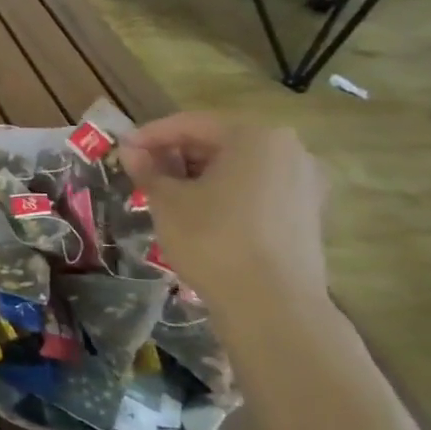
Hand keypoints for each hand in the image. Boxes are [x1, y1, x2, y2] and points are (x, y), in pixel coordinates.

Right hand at [118, 113, 327, 307]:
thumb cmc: (213, 240)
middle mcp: (288, 150)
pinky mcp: (307, 213)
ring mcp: (304, 183)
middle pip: (219, 142)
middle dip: (176, 155)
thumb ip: (148, 169)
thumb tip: (130, 150)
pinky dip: (225, 193)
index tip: (122, 149)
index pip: (191, 124)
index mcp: (255, 137)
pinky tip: (199, 213)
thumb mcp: (167, 201)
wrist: (273, 306)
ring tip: (166, 194)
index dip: (151, 135)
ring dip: (199, 175)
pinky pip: (256, 189)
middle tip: (142, 172)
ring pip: (238, 167)